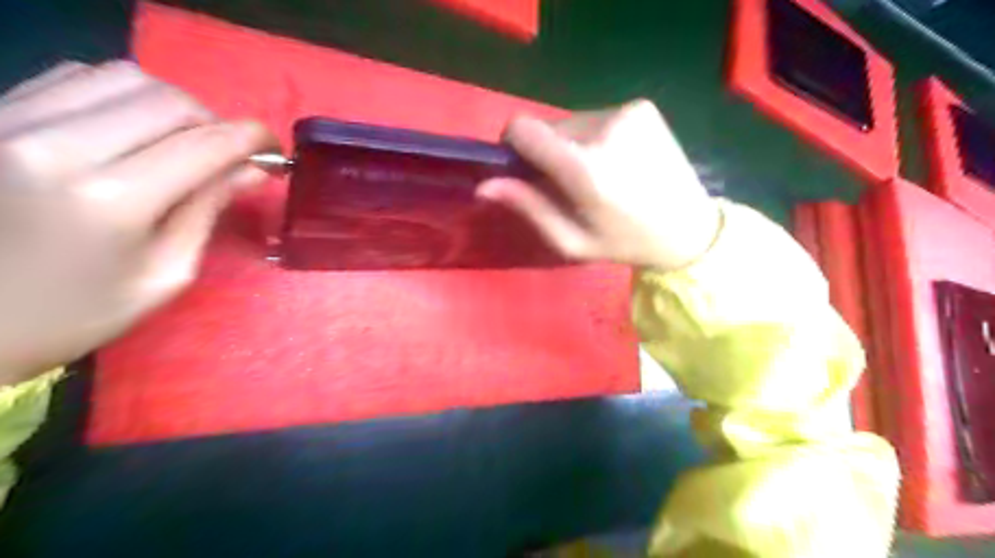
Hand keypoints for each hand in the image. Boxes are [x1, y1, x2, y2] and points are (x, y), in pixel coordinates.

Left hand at [0, 59, 276, 383]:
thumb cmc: (78, 311)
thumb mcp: (165, 273)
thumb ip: (208, 211)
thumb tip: (253, 170)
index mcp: (113, 200)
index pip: (205, 144)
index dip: (252, 139)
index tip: (274, 149)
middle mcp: (59, 146)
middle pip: (170, 100)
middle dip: (215, 124)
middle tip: (225, 156)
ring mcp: (13, 121)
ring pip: (124, 77)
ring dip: (171, 107)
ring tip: (178, 142)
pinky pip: (76, 77)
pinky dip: (121, 97)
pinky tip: (129, 131)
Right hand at [478, 100, 719, 272]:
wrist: (689, 227)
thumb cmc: (625, 243)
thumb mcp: (571, 241)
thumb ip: (529, 208)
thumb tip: (484, 185)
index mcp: (585, 169)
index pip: (523, 129)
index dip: (513, 144)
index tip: (523, 166)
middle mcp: (605, 129)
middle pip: (548, 128)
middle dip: (549, 154)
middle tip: (572, 186)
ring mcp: (627, 113)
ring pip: (571, 122)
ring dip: (573, 146)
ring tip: (600, 176)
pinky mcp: (642, 107)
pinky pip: (597, 118)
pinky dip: (596, 138)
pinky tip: (618, 162)